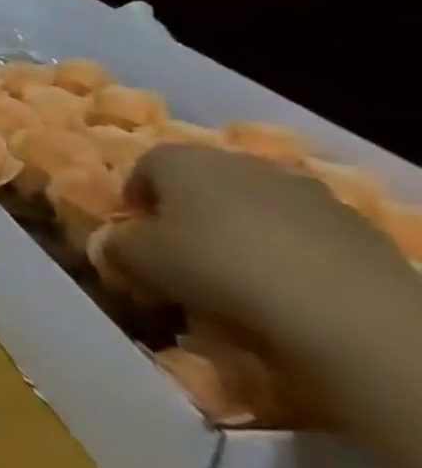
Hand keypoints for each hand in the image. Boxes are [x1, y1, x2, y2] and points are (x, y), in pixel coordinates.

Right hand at [102, 145, 418, 356]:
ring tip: (239, 274)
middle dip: (190, 210)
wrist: (343, 308)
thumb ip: (116, 245)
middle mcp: (240, 162)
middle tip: (183, 251)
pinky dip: (289, 251)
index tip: (136, 232)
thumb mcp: (138, 260)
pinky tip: (287, 286)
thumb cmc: (214, 266)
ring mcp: (304, 190)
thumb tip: (112, 244)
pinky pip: (304, 233)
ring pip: (256, 205)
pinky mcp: (355, 226)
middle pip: (203, 181)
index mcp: (181, 159)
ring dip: (242, 229)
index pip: (144, 166)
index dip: (136, 198)